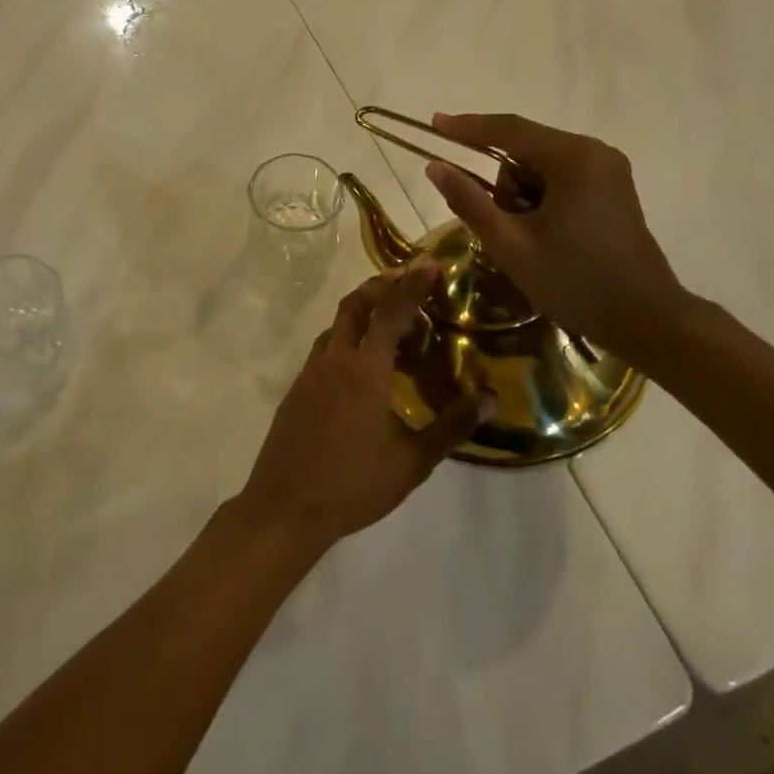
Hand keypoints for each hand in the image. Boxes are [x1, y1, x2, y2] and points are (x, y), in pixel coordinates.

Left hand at [237, 266, 488, 552]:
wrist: (285, 507)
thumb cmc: (353, 484)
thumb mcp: (412, 461)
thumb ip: (451, 427)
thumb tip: (489, 399)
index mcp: (365, 369)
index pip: (391, 311)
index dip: (412, 284)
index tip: (432, 266)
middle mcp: (334, 359)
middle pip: (355, 304)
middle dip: (381, 286)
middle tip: (409, 285)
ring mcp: (310, 373)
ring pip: (337, 325)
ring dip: (362, 313)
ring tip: (392, 328)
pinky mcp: (297, 389)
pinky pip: (325, 349)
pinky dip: (347, 340)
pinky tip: (363, 368)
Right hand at [424, 113, 694, 370]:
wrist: (644, 320)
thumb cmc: (574, 281)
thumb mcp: (510, 244)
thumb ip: (469, 201)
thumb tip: (435, 166)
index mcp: (572, 159)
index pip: (508, 130)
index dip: (466, 127)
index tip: (433, 123)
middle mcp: (594, 152)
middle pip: (525, 150)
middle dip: (504, 187)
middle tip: (505, 231)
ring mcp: (607, 170)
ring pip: (540, 167)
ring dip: (522, 197)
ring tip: (531, 242)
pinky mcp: (611, 189)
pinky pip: (560, 179)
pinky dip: (541, 201)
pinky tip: (545, 236)